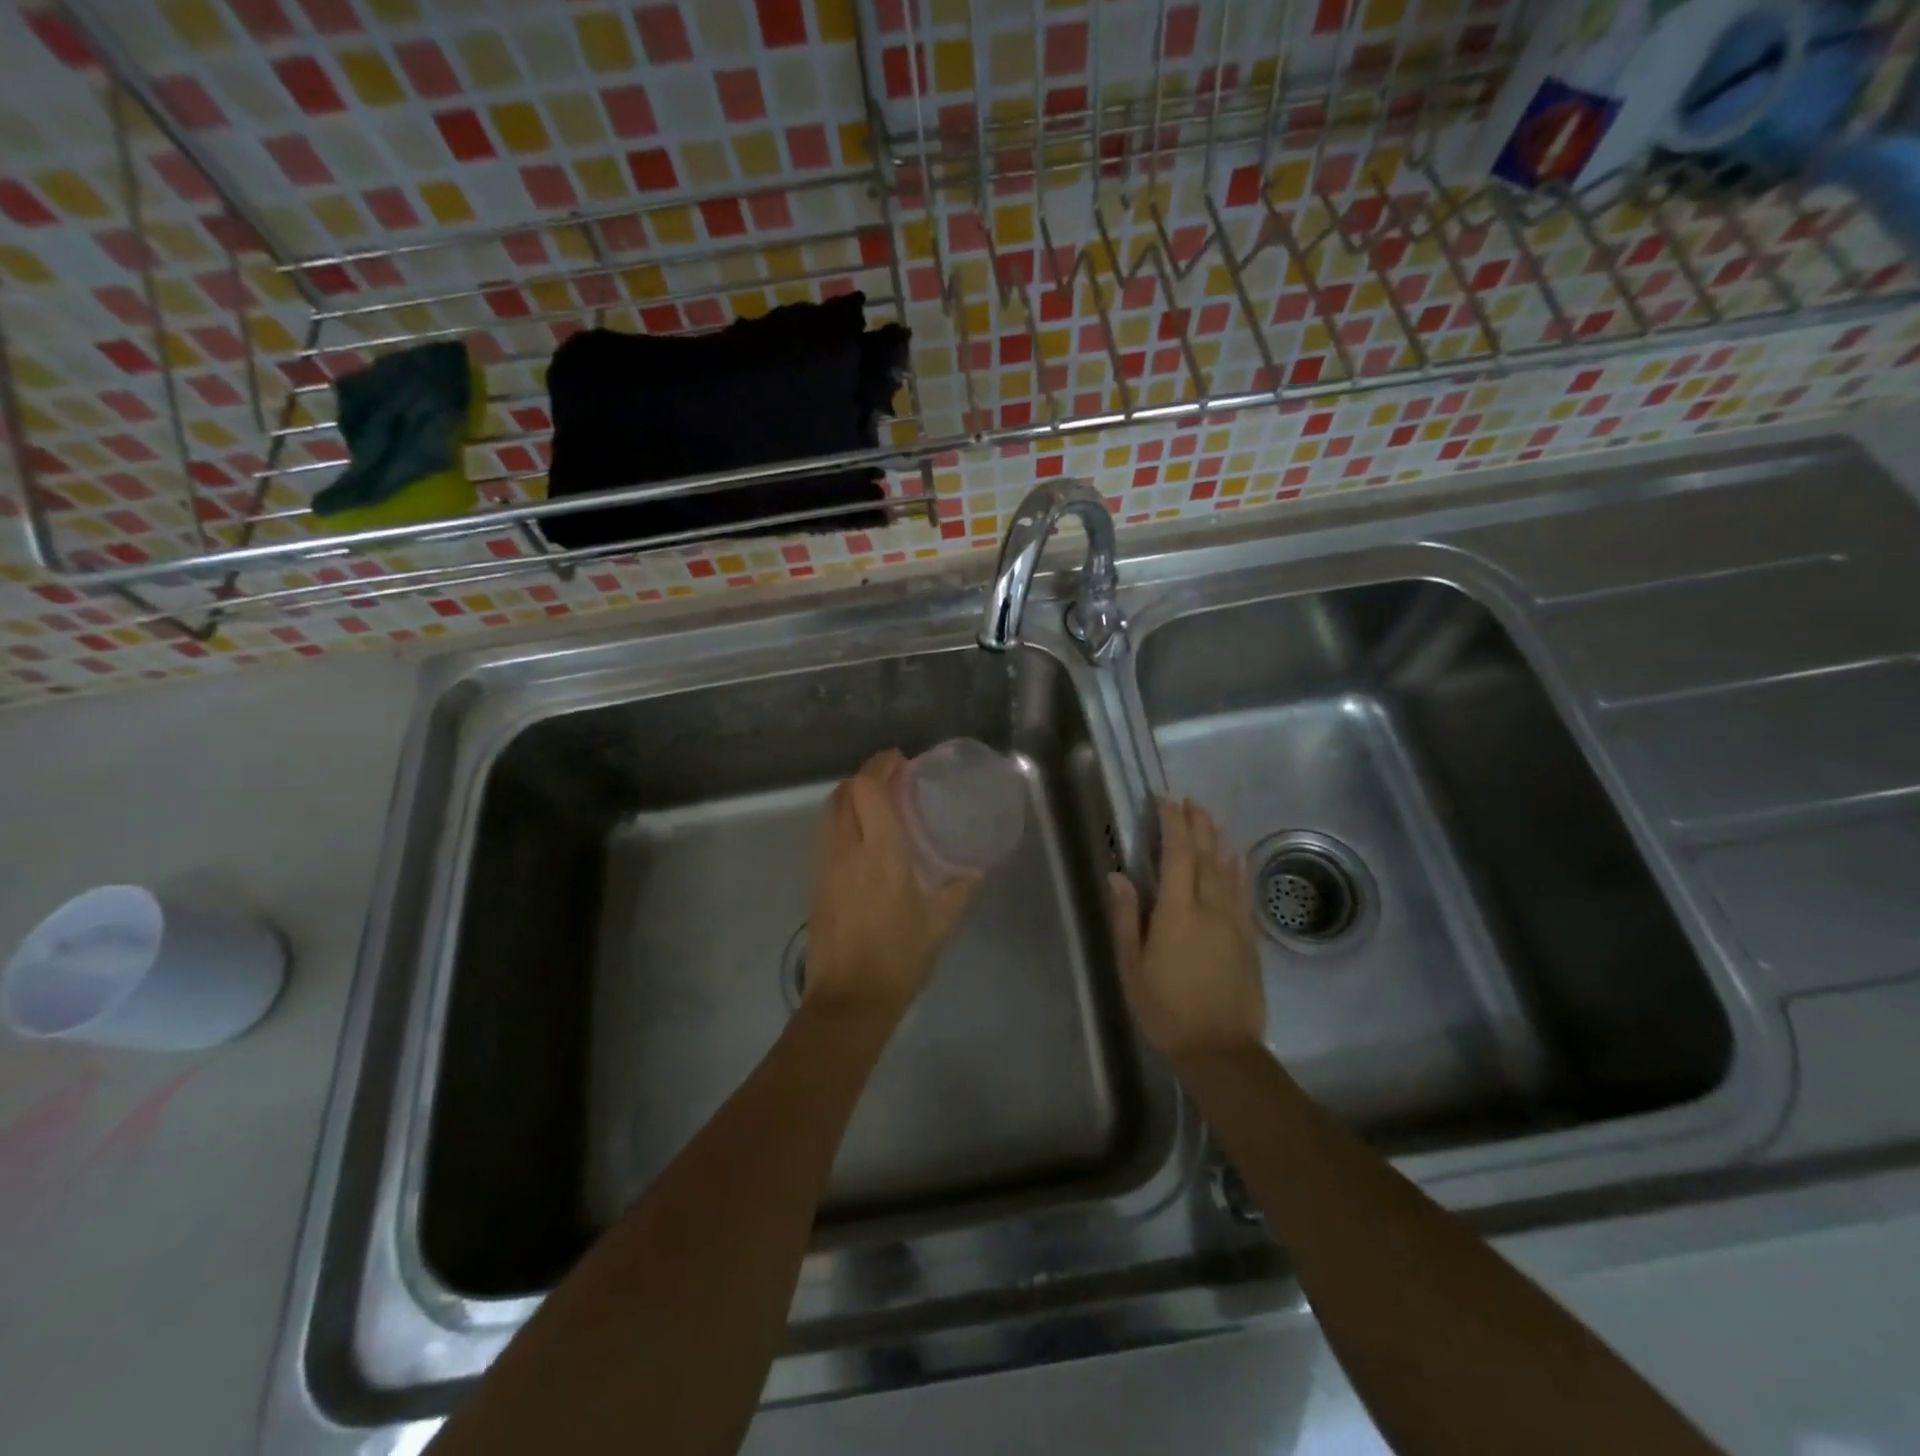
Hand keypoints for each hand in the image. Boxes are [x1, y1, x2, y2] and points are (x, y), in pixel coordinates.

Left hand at [804, 749, 978, 1020]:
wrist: (849, 1000)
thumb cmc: (899, 958)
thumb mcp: (940, 924)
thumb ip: (958, 891)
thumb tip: (973, 872)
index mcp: (880, 853)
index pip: (867, 790)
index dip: (880, 766)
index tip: (899, 761)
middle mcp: (847, 851)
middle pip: (843, 794)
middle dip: (864, 777)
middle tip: (891, 781)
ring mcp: (826, 867)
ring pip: (830, 814)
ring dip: (850, 799)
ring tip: (877, 806)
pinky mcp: (817, 885)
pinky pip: (826, 838)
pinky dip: (842, 823)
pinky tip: (863, 842)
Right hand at [1110, 798, 1265, 1060]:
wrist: (1221, 1048)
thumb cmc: (1166, 1008)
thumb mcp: (1133, 966)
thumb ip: (1127, 917)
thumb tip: (1118, 875)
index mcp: (1178, 912)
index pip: (1177, 855)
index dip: (1173, 824)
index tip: (1166, 801)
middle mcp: (1210, 907)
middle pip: (1205, 855)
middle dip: (1197, 824)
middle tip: (1189, 800)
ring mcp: (1235, 921)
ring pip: (1227, 869)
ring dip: (1218, 839)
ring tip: (1209, 816)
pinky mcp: (1249, 937)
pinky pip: (1245, 893)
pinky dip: (1241, 869)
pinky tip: (1239, 856)